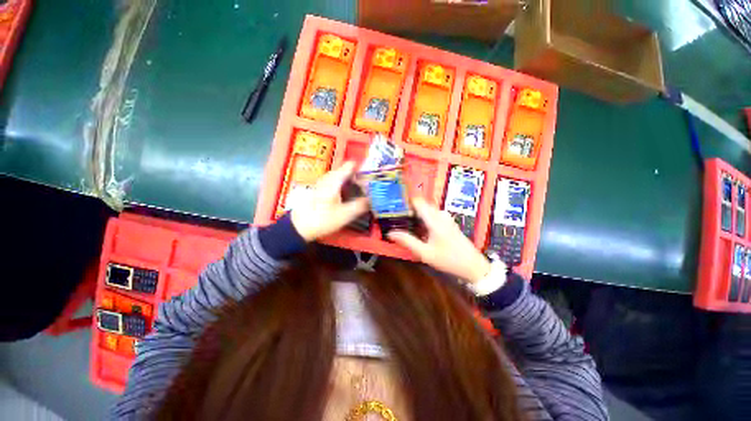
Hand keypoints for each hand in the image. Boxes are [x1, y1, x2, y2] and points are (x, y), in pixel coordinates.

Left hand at [290, 161, 368, 241]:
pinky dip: (342, 185)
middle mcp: (328, 178)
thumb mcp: (345, 215)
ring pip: (339, 177)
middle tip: (367, 185)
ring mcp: (322, 183)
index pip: (350, 166)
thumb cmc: (323, 219)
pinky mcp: (319, 190)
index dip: (362, 168)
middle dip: (357, 176)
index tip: (370, 175)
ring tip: (358, 190)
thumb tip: (371, 199)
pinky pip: (334, 182)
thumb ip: (360, 206)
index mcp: (334, 180)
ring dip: (349, 181)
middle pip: (345, 171)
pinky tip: (345, 195)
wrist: (299, 227)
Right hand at [388, 198, 491, 283]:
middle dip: (410, 209)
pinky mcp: (449, 222)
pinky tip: (420, 229)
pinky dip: (424, 218)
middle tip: (398, 218)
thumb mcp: (425, 253)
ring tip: (406, 223)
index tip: (395, 208)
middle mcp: (441, 215)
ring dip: (417, 214)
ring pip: (428, 209)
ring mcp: (446, 218)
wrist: (473, 266)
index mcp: (434, 220)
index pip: (418, 202)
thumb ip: (407, 241)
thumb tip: (390, 233)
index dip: (406, 202)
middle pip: (422, 204)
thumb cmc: (448, 260)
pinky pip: (433, 214)